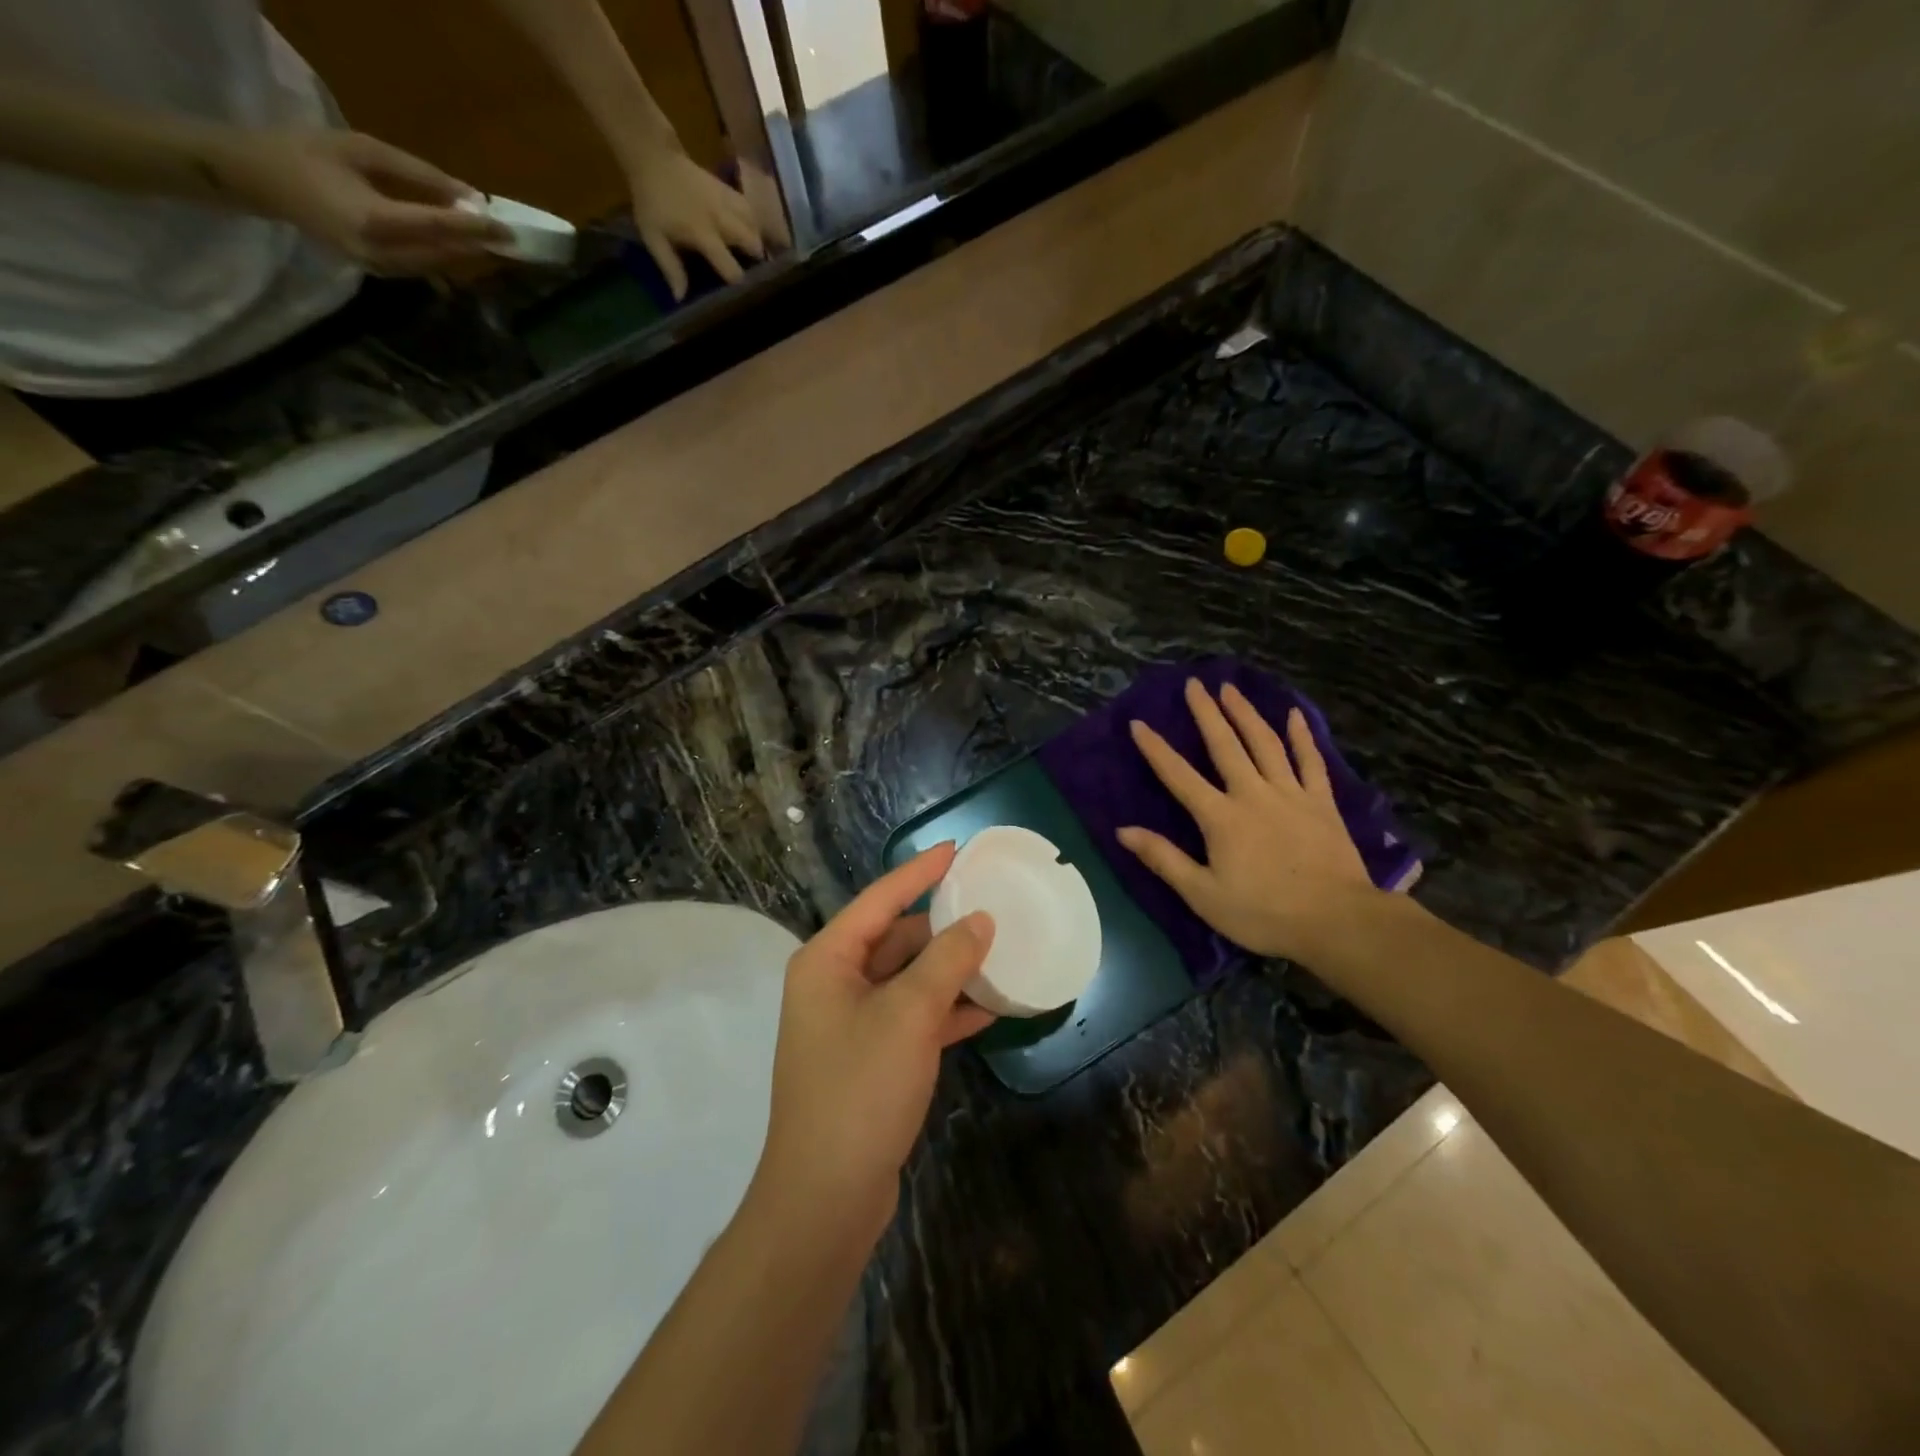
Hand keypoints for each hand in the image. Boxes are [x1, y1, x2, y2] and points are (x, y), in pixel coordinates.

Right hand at [218, 129, 506, 272]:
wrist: (261, 180)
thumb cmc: (308, 153)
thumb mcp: (363, 149)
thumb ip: (418, 174)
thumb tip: (469, 194)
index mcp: (376, 220)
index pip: (440, 228)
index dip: (477, 230)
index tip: (508, 230)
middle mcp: (384, 253)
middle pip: (446, 254)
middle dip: (481, 248)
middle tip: (514, 242)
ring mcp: (383, 269)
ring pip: (440, 266)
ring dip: (469, 256)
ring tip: (497, 246)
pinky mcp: (382, 273)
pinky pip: (425, 268)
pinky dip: (448, 258)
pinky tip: (466, 250)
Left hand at [624, 145, 767, 299]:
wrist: (653, 159)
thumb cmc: (652, 203)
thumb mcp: (653, 237)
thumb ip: (670, 268)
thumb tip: (680, 298)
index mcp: (703, 234)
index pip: (730, 266)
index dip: (738, 283)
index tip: (742, 294)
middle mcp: (722, 219)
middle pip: (753, 243)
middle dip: (758, 261)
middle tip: (756, 273)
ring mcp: (728, 202)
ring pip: (756, 225)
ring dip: (759, 241)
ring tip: (757, 255)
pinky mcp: (729, 191)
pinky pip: (751, 210)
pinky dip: (755, 223)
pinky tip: (752, 232)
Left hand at [756, 844, 995, 1240]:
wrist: (825, 1197)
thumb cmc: (860, 1088)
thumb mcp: (909, 1015)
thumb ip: (947, 961)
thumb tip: (980, 920)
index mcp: (828, 960)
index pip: (880, 899)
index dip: (920, 872)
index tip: (957, 848)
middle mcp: (835, 983)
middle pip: (895, 938)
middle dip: (943, 925)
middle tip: (992, 905)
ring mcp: (852, 1023)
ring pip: (908, 979)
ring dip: (951, 970)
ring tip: (1002, 951)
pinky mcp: (872, 1058)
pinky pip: (914, 1016)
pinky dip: (948, 1010)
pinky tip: (991, 1007)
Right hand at [1119, 679, 1378, 962]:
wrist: (1338, 921)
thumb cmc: (1264, 913)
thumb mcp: (1203, 895)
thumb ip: (1163, 859)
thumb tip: (1123, 830)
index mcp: (1220, 817)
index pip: (1179, 776)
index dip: (1156, 749)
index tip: (1139, 723)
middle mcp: (1253, 794)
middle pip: (1225, 745)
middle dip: (1206, 713)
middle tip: (1194, 684)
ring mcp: (1291, 794)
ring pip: (1265, 743)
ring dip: (1246, 713)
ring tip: (1231, 689)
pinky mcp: (1322, 802)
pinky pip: (1310, 761)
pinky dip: (1301, 736)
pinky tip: (1294, 715)